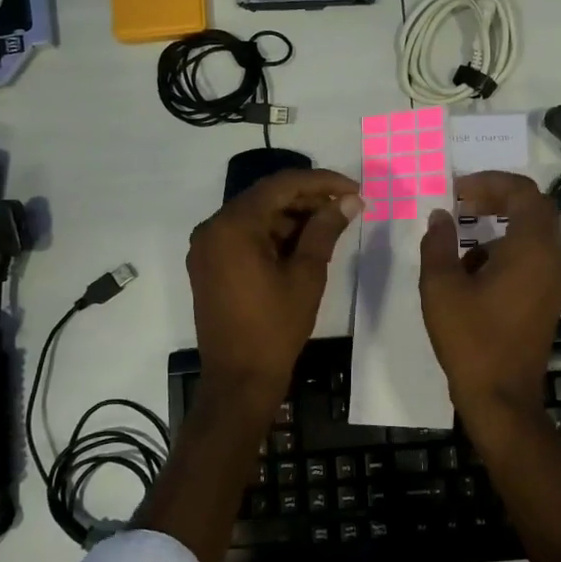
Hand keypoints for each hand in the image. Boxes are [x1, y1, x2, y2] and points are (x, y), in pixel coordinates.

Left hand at [187, 169, 360, 407]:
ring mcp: (207, 247)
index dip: (321, 183)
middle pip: (266, 198)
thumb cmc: (276, 327)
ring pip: (255, 216)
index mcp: (233, 226)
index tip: (353, 190)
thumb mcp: (307, 275)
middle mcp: (212, 228)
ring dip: (291, 217)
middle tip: (345, 208)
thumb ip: (325, 230)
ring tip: (330, 226)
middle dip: (307, 199)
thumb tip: (349, 201)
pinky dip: (273, 235)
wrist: (240, 379)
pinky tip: (303, 243)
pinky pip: (244, 236)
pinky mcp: (209, 265)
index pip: (281, 186)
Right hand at [419, 171, 560, 423]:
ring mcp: (553, 282)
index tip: (458, 191)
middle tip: (463, 203)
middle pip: (534, 209)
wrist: (501, 397)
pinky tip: (473, 276)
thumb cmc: (470, 339)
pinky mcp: (547, 301)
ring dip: (500, 228)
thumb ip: (438, 244)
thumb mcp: (441, 288)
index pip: (523, 192)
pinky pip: (531, 260)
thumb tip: (440, 216)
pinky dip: (505, 252)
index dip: (491, 182)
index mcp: (530, 249)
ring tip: (461, 243)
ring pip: (533, 236)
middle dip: (497, 199)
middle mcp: (551, 260)